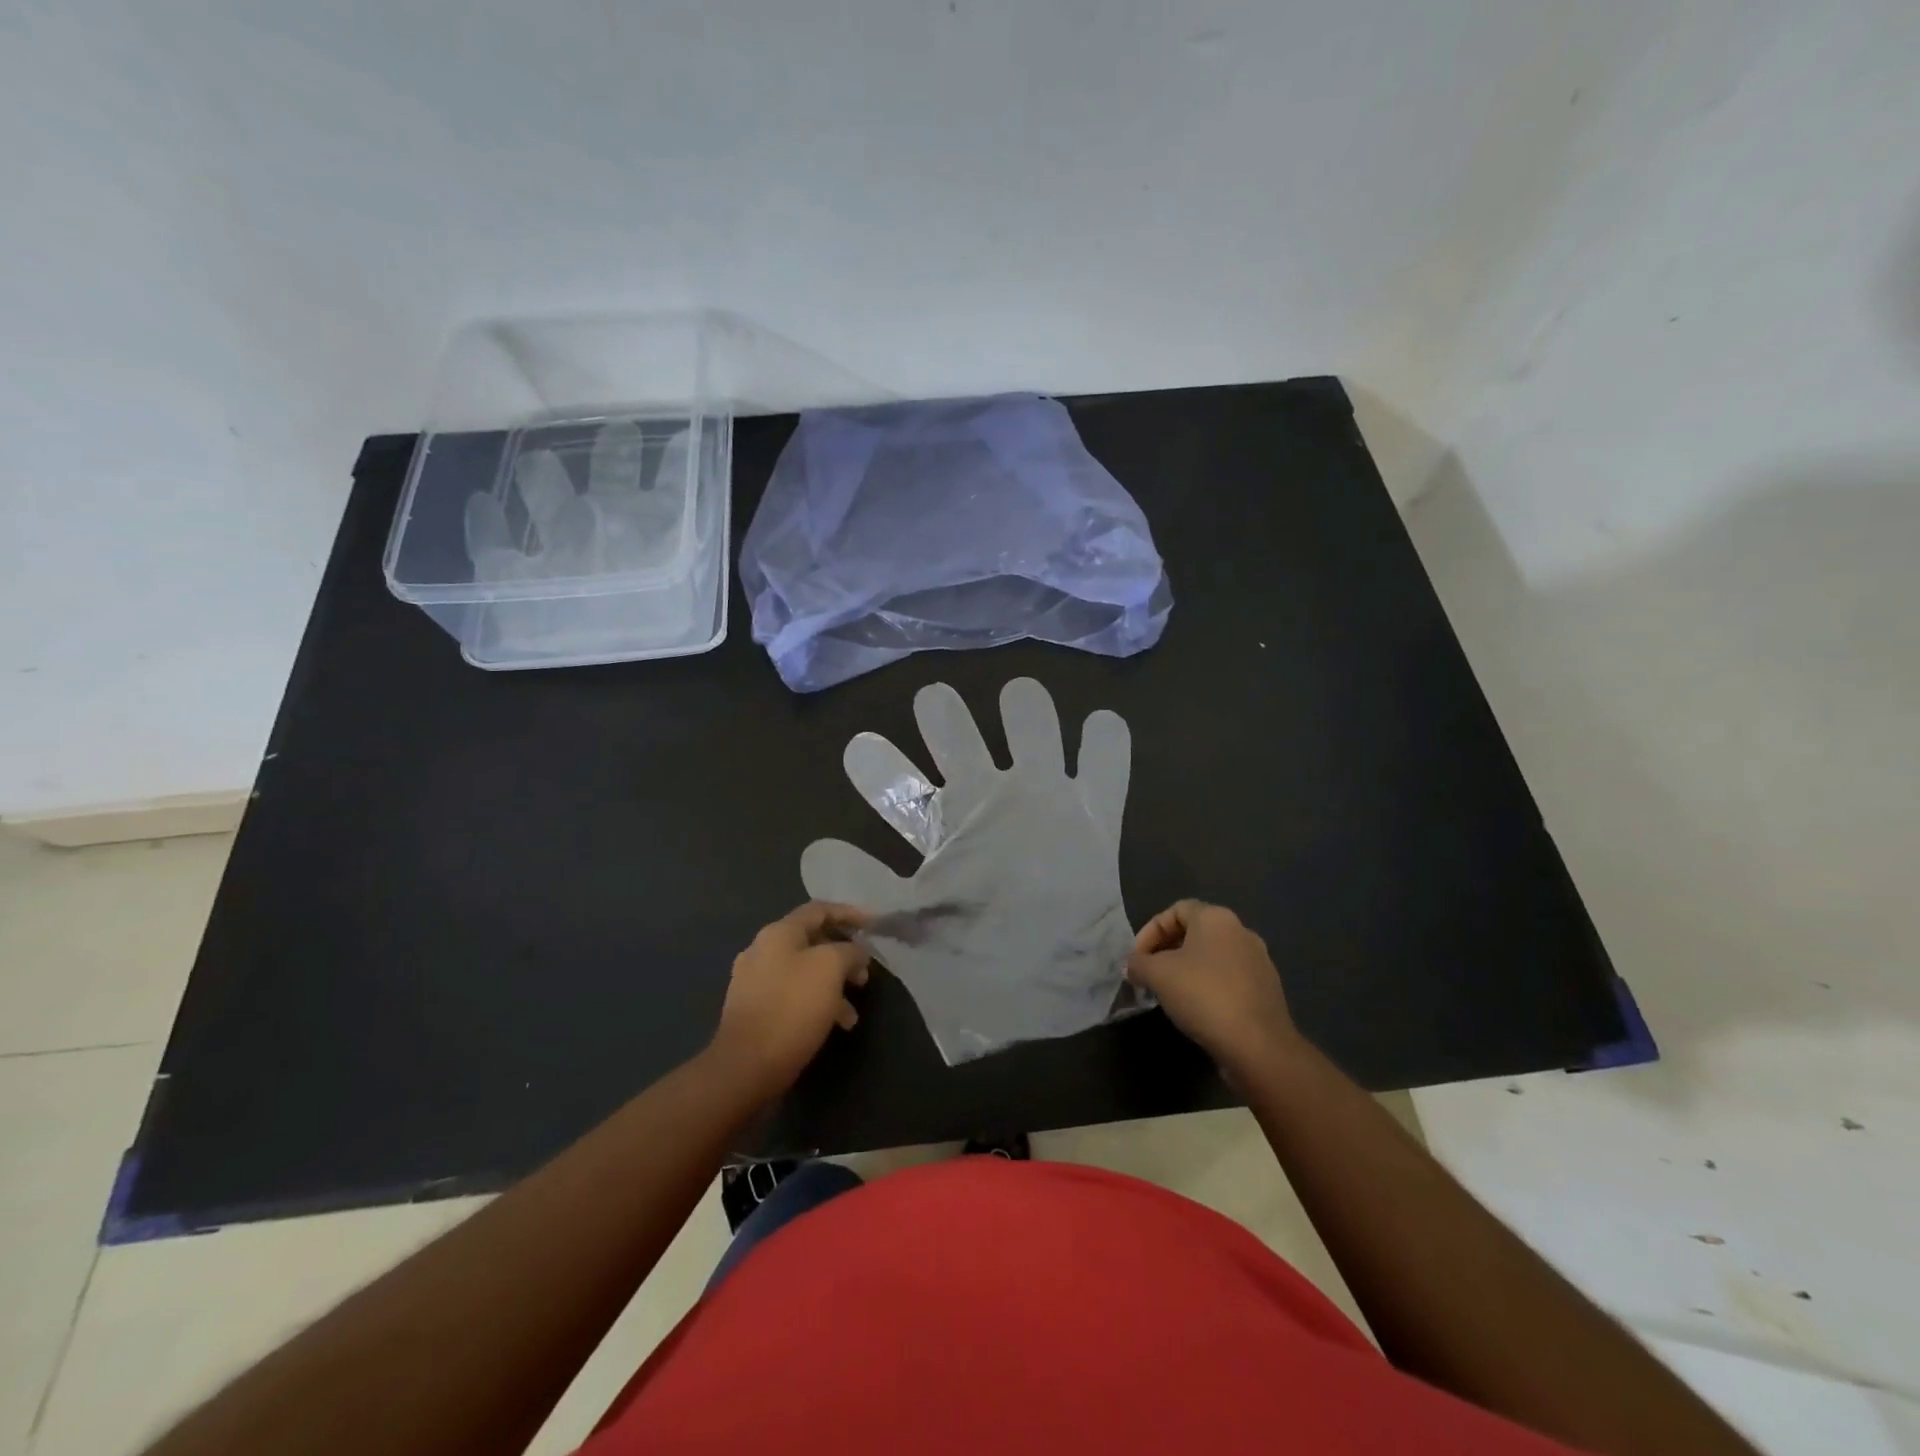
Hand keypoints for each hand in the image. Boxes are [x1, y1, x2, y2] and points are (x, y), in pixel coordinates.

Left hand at [708, 903, 870, 1100]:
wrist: (746, 1066)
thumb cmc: (792, 1007)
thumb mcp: (830, 968)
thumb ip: (849, 951)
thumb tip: (856, 952)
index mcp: (778, 933)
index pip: (819, 910)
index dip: (849, 913)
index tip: (874, 925)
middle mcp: (763, 950)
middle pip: (812, 941)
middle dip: (844, 956)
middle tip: (864, 974)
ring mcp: (755, 981)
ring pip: (805, 972)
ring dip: (833, 984)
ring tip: (853, 1012)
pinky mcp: (755, 1010)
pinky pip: (794, 996)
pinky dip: (817, 1003)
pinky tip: (834, 1025)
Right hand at [1126, 900, 1303, 1078]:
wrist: (1258, 1045)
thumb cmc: (1204, 995)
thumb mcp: (1158, 975)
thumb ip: (1138, 964)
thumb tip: (1131, 965)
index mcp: (1216, 918)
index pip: (1175, 910)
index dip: (1150, 931)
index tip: (1137, 958)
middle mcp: (1241, 931)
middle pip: (1195, 932)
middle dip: (1166, 951)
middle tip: (1149, 974)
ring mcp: (1259, 961)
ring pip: (1212, 956)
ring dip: (1187, 969)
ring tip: (1169, 993)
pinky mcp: (1267, 989)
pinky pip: (1229, 978)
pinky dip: (1208, 986)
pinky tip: (1197, 1009)